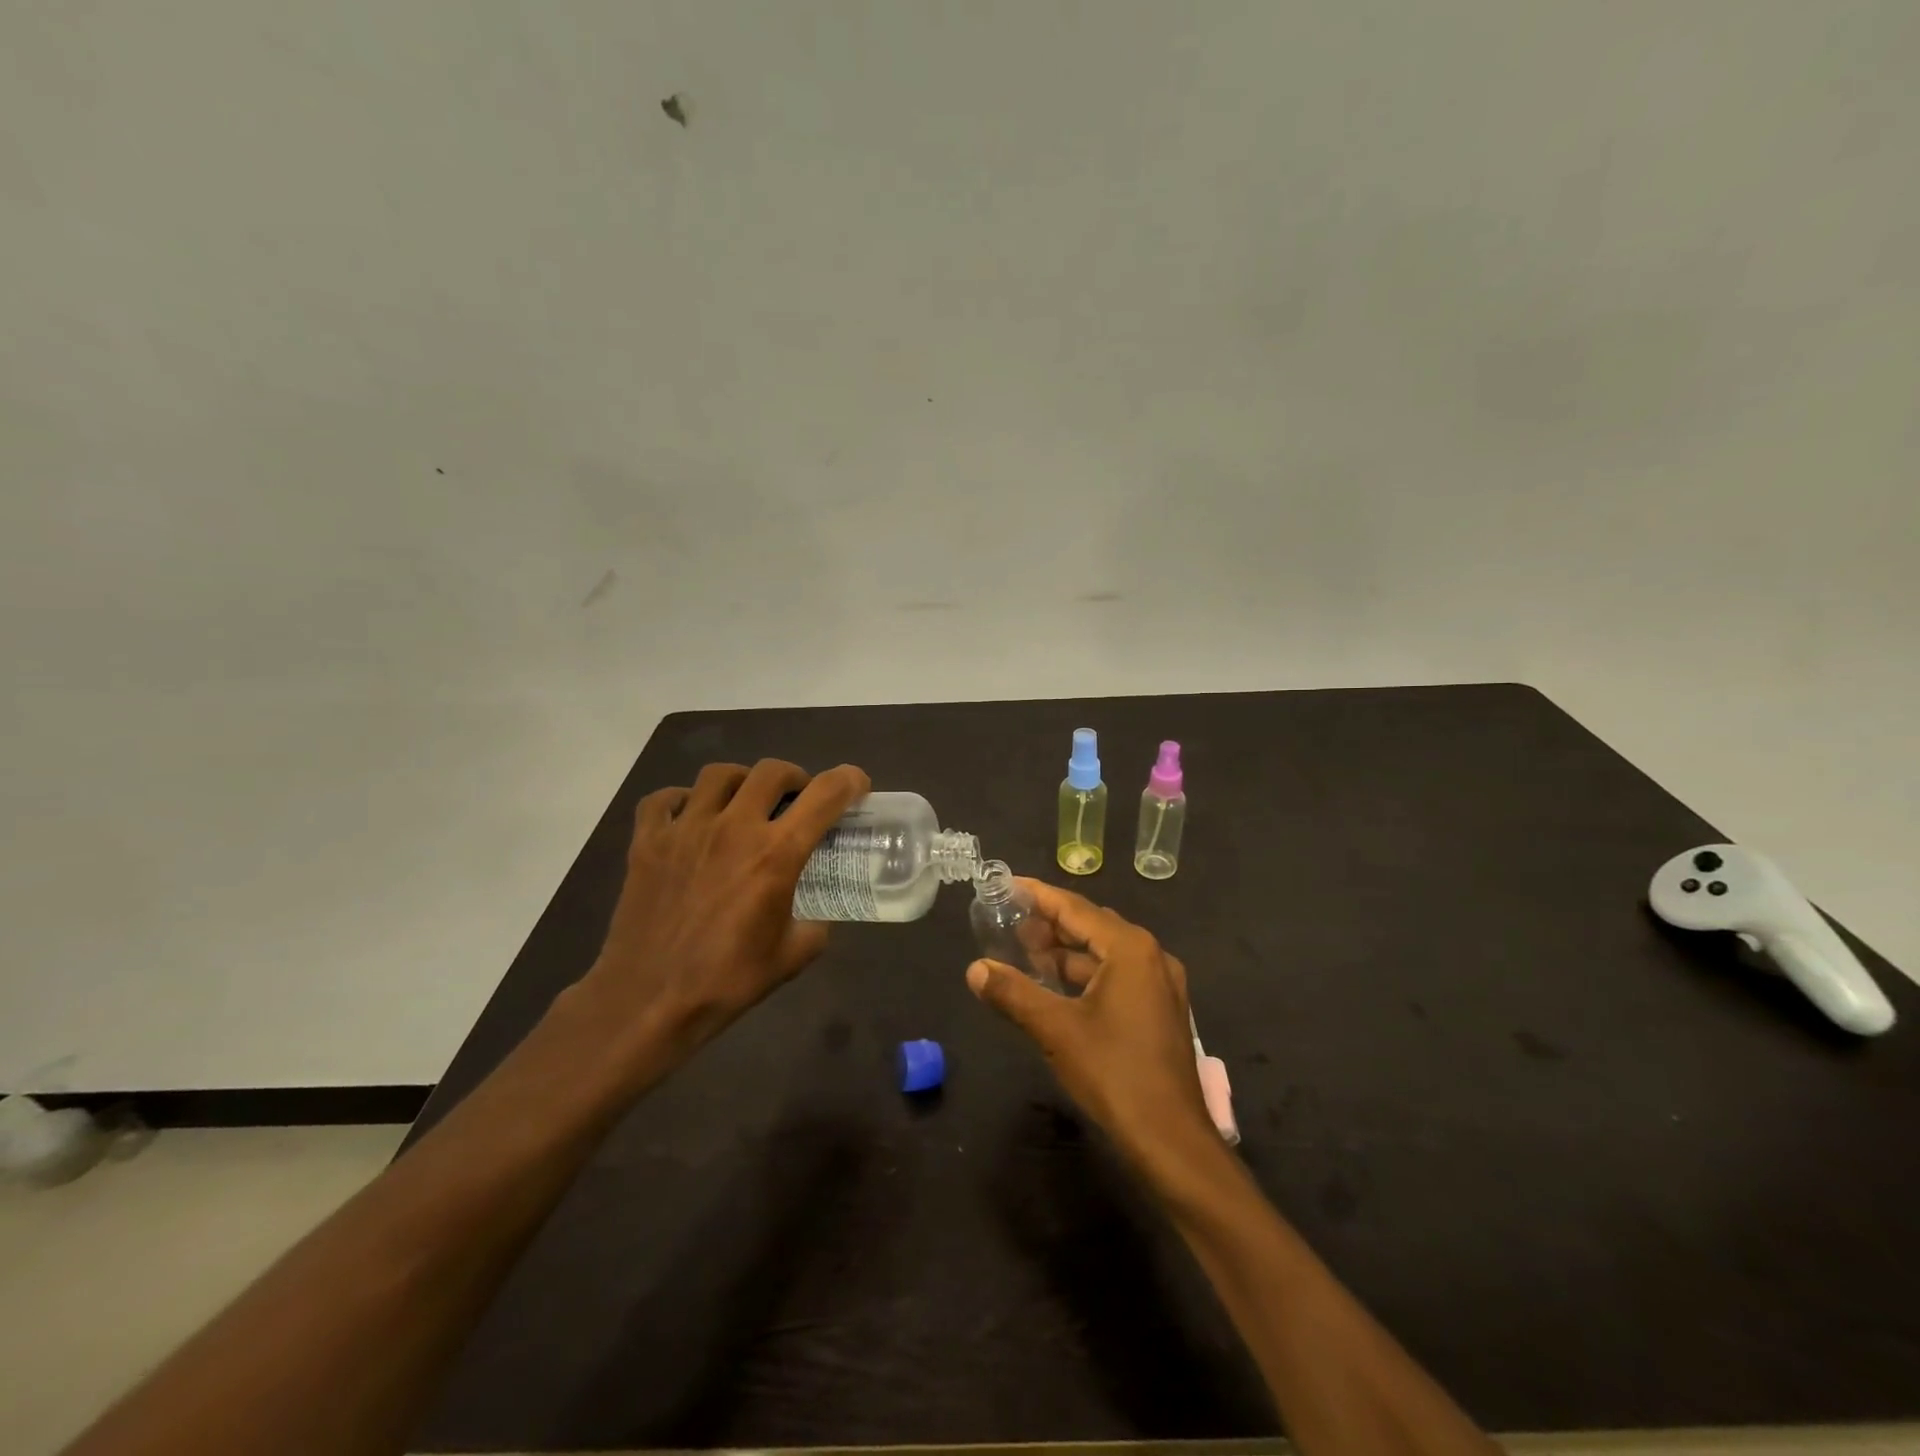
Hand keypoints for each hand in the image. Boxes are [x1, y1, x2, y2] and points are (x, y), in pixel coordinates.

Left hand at [580, 759, 869, 1084]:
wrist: (648, 1003)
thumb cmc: (726, 981)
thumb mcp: (791, 957)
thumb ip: (815, 925)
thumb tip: (817, 914)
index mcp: (775, 854)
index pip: (825, 795)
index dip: (849, 780)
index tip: (857, 785)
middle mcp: (733, 828)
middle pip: (771, 770)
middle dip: (794, 778)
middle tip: (796, 801)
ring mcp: (685, 830)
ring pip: (718, 774)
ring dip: (741, 782)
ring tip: (744, 804)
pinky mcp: (647, 842)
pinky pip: (663, 799)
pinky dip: (681, 801)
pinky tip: (690, 819)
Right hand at [967, 879, 1215, 1170]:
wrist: (1171, 1140)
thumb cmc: (1114, 1073)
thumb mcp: (1055, 1030)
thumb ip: (1013, 993)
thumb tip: (975, 969)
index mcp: (1131, 948)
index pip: (1076, 908)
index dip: (1039, 895)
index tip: (1008, 884)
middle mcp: (1151, 956)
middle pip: (1092, 925)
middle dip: (1051, 923)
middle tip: (1009, 921)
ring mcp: (1160, 984)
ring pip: (1105, 953)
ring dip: (1067, 951)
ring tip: (1026, 952)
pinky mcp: (1160, 1010)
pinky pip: (1117, 975)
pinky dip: (1085, 974)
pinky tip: (1056, 986)